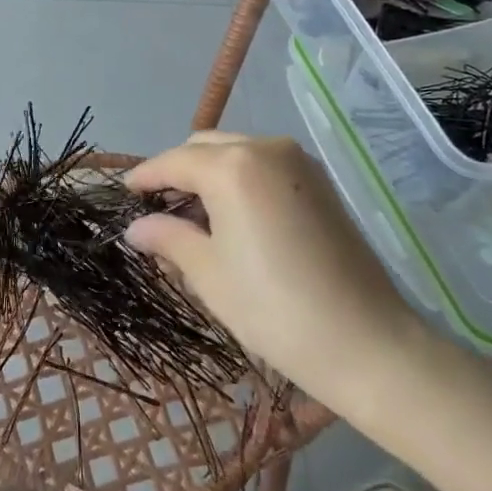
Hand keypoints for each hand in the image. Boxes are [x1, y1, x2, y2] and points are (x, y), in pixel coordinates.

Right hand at [126, 131, 435, 407]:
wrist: (368, 343)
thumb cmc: (275, 310)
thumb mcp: (209, 274)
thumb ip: (168, 238)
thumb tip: (136, 227)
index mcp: (233, 167)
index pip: (173, 161)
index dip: (144, 177)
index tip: (123, 194)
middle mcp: (265, 148)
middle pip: (204, 147)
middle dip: (176, 171)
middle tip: (156, 210)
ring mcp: (298, 161)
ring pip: (236, 151)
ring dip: (208, 173)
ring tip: (192, 216)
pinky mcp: (319, 181)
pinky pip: (263, 164)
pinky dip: (238, 178)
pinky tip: (231, 215)